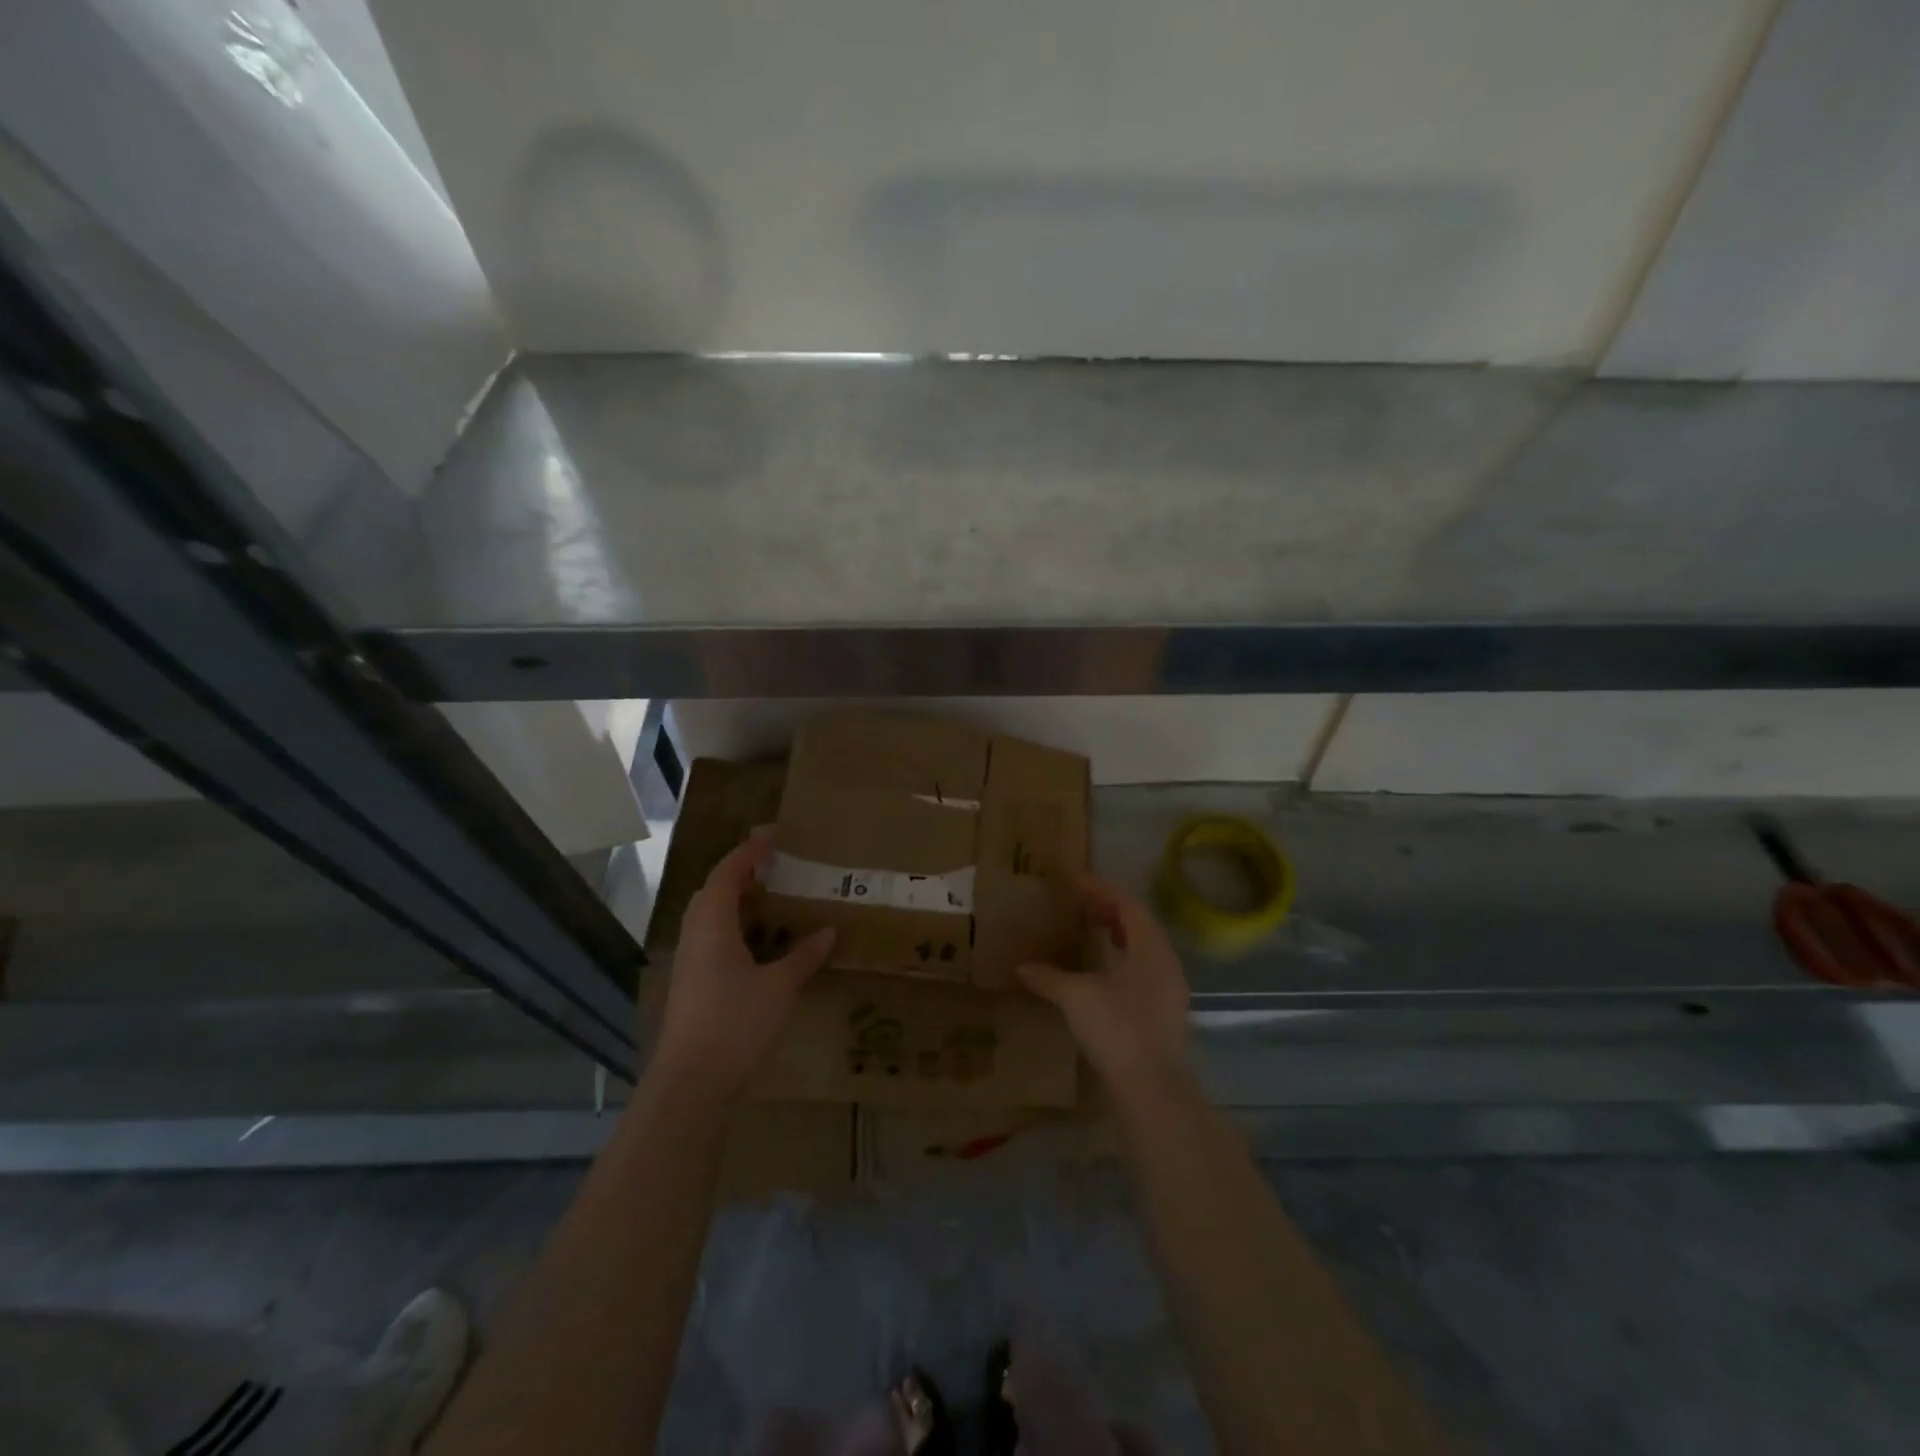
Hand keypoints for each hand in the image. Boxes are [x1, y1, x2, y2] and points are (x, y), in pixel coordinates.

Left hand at [651, 828, 834, 1103]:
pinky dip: (734, 925)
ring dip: (735, 899)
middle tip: (774, 865)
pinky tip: (757, 941)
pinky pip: (711, 937)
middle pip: (713, 890)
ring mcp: (689, 961)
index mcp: (712, 925)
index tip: (774, 837)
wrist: (691, 1082)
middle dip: (741, 872)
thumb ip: (804, 956)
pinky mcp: (691, 983)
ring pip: (709, 915)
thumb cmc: (736, 1024)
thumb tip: (829, 932)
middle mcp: (695, 935)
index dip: (749, 852)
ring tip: (769, 897)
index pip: (727, 873)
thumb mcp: (780, 987)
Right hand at [1017, 876, 1189, 1094]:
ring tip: (1088, 932)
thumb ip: (1048, 977)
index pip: (1128, 902)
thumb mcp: (1075, 997)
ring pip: (1143, 946)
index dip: (1100, 887)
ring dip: (1117, 934)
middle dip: (1108, 909)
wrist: (1152, 1089)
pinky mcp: (1165, 1011)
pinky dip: (1122, 958)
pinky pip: (1144, 968)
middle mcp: (1166, 960)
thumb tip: (1021, 967)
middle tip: (1077, 906)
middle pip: (1139, 921)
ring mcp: (1170, 988)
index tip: (1073, 881)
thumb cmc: (1117, 1029)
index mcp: (1150, 946)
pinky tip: (1100, 971)